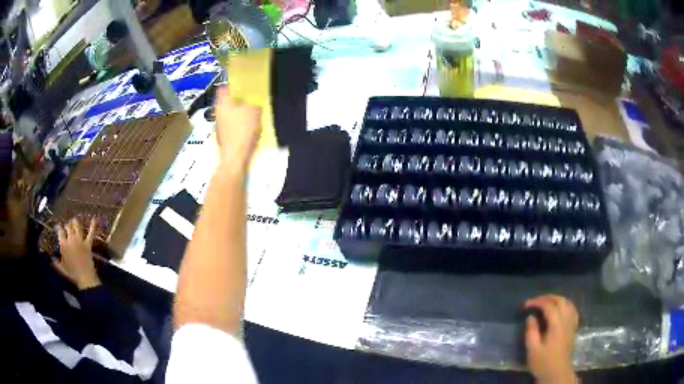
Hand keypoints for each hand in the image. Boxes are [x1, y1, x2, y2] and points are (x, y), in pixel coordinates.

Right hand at [54, 218, 100, 289]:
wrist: (85, 278)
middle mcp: (71, 239)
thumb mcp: (62, 269)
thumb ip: (56, 263)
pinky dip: (93, 226)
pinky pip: (91, 233)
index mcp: (64, 244)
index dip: (59, 228)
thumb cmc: (72, 274)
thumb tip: (51, 260)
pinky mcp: (88, 244)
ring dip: (75, 222)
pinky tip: (94, 219)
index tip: (58, 228)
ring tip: (74, 221)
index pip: (60, 231)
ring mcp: (80, 240)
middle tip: (67, 227)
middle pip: (68, 227)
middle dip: (67, 226)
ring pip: (77, 226)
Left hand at [215, 86, 261, 176]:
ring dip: (237, 113)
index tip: (240, 84)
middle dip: (236, 100)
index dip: (231, 85)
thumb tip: (254, 105)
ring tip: (250, 113)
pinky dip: (238, 125)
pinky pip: (231, 126)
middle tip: (248, 99)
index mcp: (222, 103)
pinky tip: (248, 128)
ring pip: (228, 114)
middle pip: (226, 101)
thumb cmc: (242, 130)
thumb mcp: (254, 111)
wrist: (235, 156)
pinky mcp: (223, 137)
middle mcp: (217, 112)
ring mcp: (218, 126)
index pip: (223, 88)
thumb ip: (254, 104)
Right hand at [524, 295, 578, 383]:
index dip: (537, 302)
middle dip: (547, 297)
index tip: (525, 305)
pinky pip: (572, 310)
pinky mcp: (573, 328)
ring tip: (546, 302)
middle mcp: (566, 320)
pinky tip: (561, 308)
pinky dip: (566, 305)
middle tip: (535, 301)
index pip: (548, 306)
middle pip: (560, 300)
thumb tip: (530, 317)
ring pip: (567, 303)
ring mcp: (571, 323)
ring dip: (557, 299)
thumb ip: (531, 332)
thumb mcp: (532, 350)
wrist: (557, 373)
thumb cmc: (543, 362)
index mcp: (556, 324)